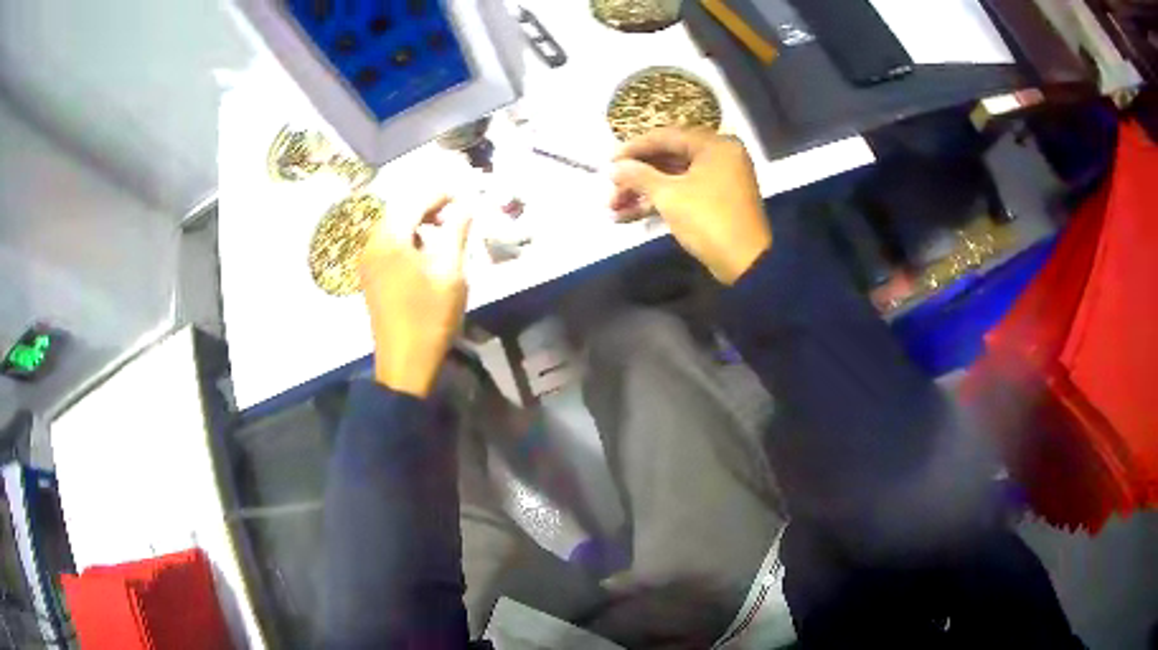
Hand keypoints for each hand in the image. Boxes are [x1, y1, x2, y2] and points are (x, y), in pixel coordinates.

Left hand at [359, 196, 472, 397]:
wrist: (404, 363)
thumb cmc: (430, 317)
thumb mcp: (450, 273)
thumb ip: (456, 233)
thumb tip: (466, 207)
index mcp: (390, 239)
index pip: (415, 201)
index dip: (441, 193)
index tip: (464, 193)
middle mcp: (372, 244)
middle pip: (399, 211)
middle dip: (428, 205)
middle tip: (456, 211)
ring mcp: (367, 262)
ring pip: (393, 227)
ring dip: (417, 222)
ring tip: (443, 230)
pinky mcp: (370, 276)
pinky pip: (387, 244)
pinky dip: (406, 238)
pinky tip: (424, 250)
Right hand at [610, 128, 771, 284]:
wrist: (746, 263)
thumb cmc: (708, 220)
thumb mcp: (669, 195)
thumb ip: (638, 176)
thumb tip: (613, 167)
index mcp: (714, 145)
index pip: (666, 136)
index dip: (633, 149)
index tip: (608, 162)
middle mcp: (718, 156)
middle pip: (668, 158)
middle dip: (635, 176)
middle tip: (610, 189)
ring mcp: (718, 180)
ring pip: (672, 179)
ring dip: (642, 192)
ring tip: (612, 208)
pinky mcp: (715, 202)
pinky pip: (682, 193)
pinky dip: (658, 203)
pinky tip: (627, 216)